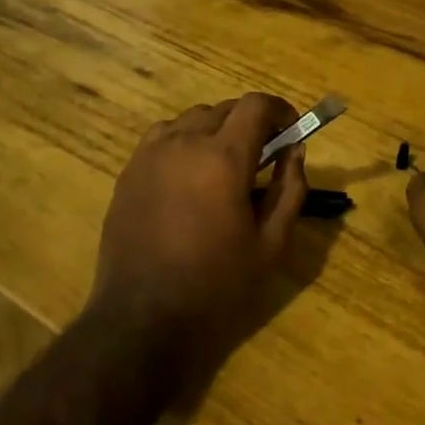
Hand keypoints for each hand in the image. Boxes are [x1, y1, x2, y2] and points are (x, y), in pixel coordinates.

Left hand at [91, 94, 308, 385]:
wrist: (143, 319)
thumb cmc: (216, 285)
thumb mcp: (271, 245)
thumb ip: (290, 190)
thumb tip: (295, 151)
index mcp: (223, 158)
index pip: (256, 106)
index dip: (280, 110)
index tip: (291, 129)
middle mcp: (185, 143)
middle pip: (225, 109)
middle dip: (250, 123)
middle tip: (263, 155)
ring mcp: (151, 155)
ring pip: (191, 119)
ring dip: (216, 130)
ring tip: (223, 165)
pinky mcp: (129, 171)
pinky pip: (162, 137)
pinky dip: (184, 141)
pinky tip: (188, 175)